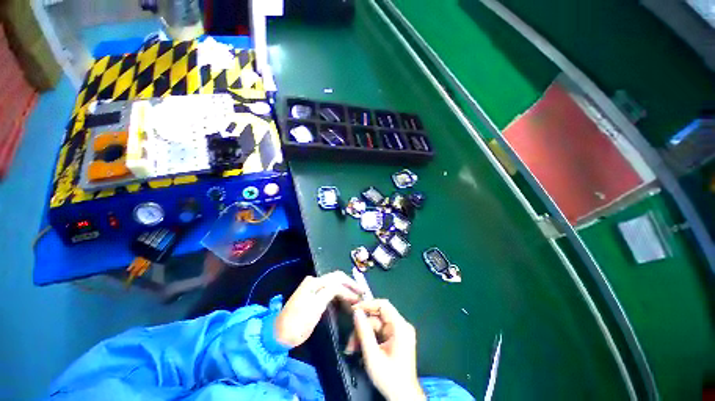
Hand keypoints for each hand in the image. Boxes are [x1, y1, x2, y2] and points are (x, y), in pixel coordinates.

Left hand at [275, 271, 362, 347]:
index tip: (359, 301)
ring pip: (335, 281)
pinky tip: (346, 298)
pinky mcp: (313, 293)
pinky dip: (340, 291)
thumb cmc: (296, 325)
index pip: (337, 283)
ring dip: (346, 287)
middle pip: (337, 277)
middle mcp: (314, 281)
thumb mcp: (314, 309)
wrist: (279, 334)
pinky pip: (330, 288)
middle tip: (362, 293)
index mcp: (314, 283)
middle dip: (350, 284)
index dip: (349, 291)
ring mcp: (314, 286)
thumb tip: (342, 288)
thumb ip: (329, 294)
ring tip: (356, 296)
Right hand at [353, 299, 425, 400]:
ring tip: (352, 349)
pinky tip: (360, 350)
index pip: (383, 305)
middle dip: (362, 328)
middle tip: (350, 341)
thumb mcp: (373, 355)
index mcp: (400, 327)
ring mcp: (398, 333)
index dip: (368, 305)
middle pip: (377, 318)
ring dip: (362, 336)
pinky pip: (378, 333)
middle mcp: (400, 326)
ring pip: (375, 326)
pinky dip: (368, 340)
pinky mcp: (395, 340)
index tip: (354, 310)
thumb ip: (364, 332)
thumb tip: (357, 312)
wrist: (403, 398)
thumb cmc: (390, 377)